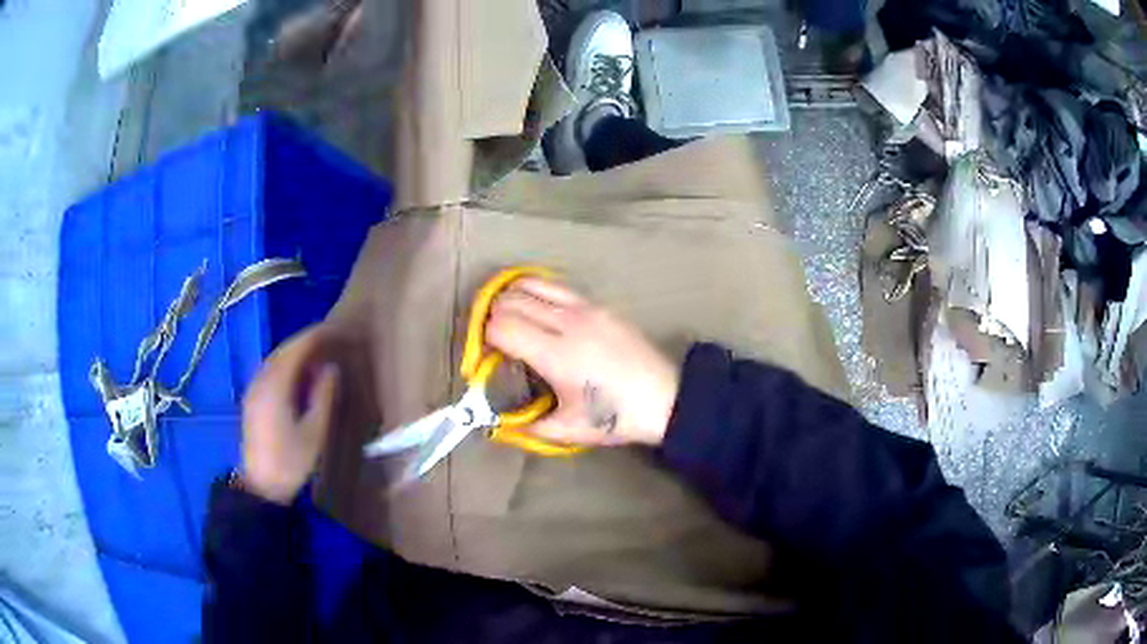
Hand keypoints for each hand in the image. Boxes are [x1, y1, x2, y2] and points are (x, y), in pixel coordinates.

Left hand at [240, 325, 341, 504]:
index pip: (297, 348)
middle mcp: (261, 380)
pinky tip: (297, 376)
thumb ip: (324, 397)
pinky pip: (269, 370)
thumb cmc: (291, 461)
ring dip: (295, 353)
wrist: (261, 486)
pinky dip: (286, 365)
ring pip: (275, 359)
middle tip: (330, 341)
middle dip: (306, 341)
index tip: (338, 331)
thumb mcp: (315, 432)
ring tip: (317, 356)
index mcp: (276, 385)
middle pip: (284, 350)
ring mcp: (253, 389)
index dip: (317, 336)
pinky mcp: (251, 399)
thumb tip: (331, 369)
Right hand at [486, 278, 679, 446]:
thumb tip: (498, 421)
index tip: (487, 356)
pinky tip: (536, 309)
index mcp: (557, 355)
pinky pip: (555, 286)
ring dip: (511, 299)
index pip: (502, 326)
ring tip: (510, 320)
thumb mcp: (568, 430)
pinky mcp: (598, 304)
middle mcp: (567, 322)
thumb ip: (528, 426)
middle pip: (511, 301)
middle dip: (493, 318)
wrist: (665, 397)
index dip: (484, 339)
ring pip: (531, 285)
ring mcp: (585, 308)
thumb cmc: (615, 417)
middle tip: (494, 341)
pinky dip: (535, 291)